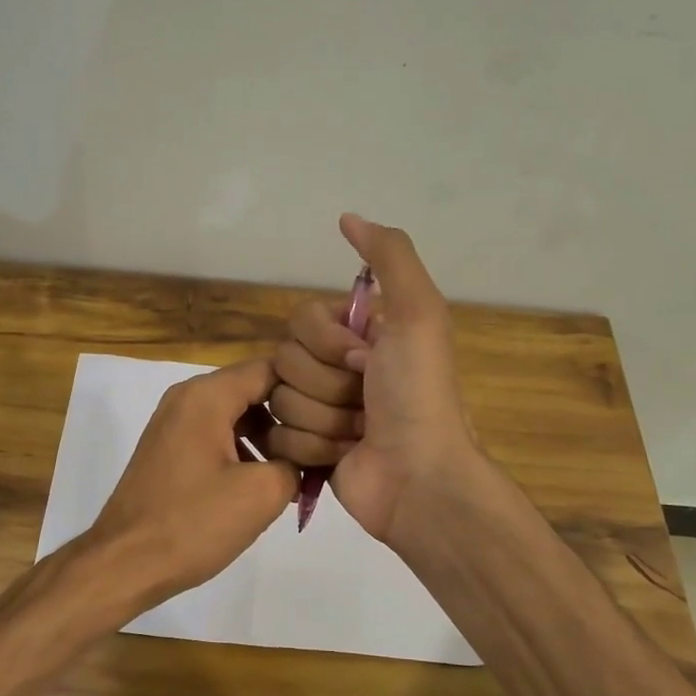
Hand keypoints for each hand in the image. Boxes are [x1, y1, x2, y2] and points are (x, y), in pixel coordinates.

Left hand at [87, 358, 297, 609]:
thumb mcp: (262, 494)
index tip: (336, 413)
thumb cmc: (193, 523)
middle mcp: (186, 397)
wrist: (125, 563)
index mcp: (207, 395)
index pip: (271, 369)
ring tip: (296, 467)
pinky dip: (242, 449)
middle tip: (322, 443)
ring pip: (234, 413)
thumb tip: (305, 457)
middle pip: (252, 389)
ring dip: (267, 435)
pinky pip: (215, 434)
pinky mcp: (167, 449)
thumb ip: (296, 462)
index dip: (308, 388)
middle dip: (289, 414)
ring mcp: (172, 423)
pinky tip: (261, 482)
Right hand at [267, 214, 480, 546]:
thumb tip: (347, 217)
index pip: (300, 321)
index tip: (365, 360)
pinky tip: (343, 456)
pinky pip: (277, 436)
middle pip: (284, 361)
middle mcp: (335, 369)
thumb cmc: (418, 394)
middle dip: (327, 385)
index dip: (327, 343)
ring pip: (279, 401)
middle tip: (365, 400)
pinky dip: (312, 448)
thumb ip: (389, 257)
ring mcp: (319, 411)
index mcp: (358, 336)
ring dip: (324, 419)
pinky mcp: (305, 450)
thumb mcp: (418, 313)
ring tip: (359, 433)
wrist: (418, 478)